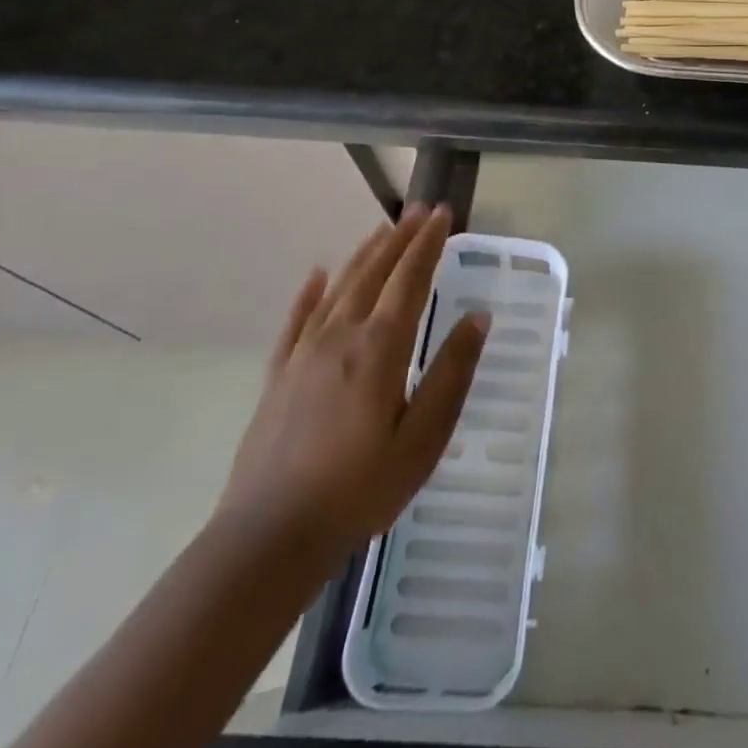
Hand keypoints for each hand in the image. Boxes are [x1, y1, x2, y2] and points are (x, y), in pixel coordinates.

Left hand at [217, 206, 487, 573]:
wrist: (269, 538)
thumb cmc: (360, 489)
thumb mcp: (423, 438)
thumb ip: (451, 373)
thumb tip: (478, 317)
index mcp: (379, 347)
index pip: (410, 279)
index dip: (428, 243)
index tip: (443, 213)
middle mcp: (340, 336)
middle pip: (374, 273)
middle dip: (400, 238)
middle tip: (418, 210)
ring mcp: (304, 353)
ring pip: (339, 287)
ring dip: (364, 254)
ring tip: (383, 229)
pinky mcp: (279, 375)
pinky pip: (297, 319)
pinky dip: (310, 292)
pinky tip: (316, 274)